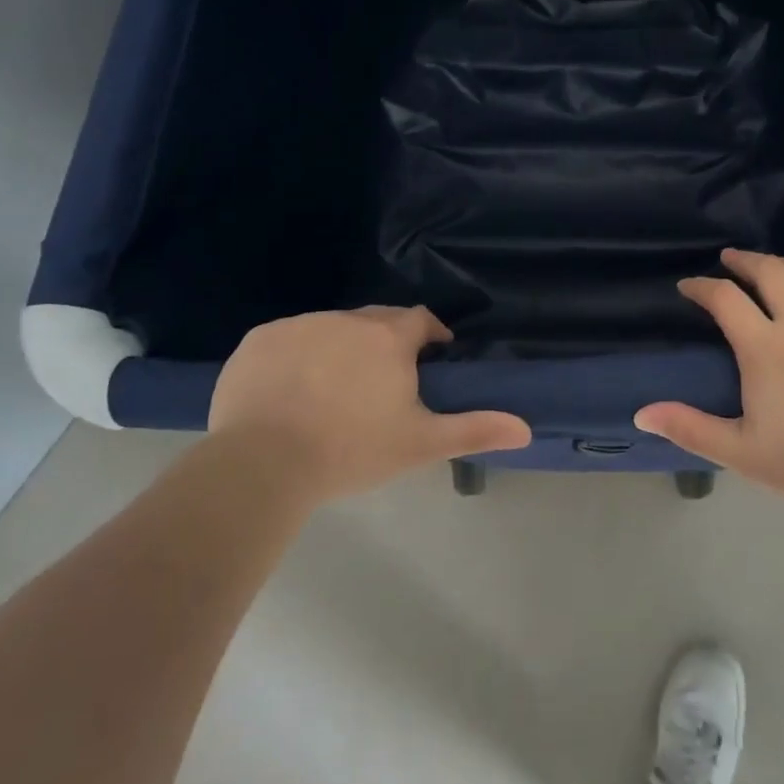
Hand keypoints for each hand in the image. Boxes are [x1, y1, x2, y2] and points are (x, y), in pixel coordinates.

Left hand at [207, 306, 529, 504]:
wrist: (261, 464)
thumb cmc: (351, 450)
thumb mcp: (419, 444)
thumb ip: (474, 429)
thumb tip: (525, 428)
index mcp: (388, 337)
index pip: (420, 320)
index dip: (430, 337)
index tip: (430, 361)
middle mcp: (345, 319)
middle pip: (375, 321)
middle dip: (385, 343)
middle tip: (381, 386)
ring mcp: (298, 325)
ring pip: (330, 329)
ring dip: (340, 349)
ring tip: (332, 392)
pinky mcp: (258, 340)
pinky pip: (287, 340)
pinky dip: (295, 358)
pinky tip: (288, 393)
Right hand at [634, 249, 783, 517]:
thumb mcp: (742, 452)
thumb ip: (690, 428)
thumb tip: (640, 414)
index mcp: (766, 347)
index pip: (725, 298)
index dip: (701, 286)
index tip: (689, 286)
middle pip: (770, 270)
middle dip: (744, 260)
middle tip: (730, 259)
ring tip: (774, 267)